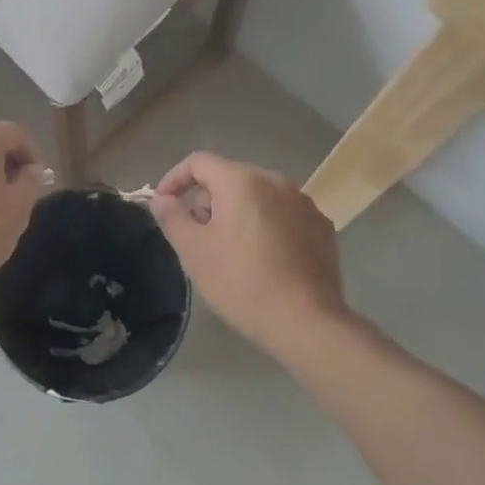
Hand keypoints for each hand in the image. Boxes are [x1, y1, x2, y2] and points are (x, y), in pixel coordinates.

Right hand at [149, 151, 347, 353]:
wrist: (307, 323)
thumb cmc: (242, 282)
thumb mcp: (194, 251)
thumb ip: (172, 217)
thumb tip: (162, 199)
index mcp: (242, 181)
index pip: (199, 162)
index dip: (175, 179)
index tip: (164, 205)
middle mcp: (276, 181)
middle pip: (229, 177)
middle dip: (207, 200)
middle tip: (198, 236)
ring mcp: (304, 203)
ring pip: (258, 195)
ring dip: (237, 212)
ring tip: (231, 250)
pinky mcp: (321, 226)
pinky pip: (283, 213)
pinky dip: (266, 225)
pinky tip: (265, 258)